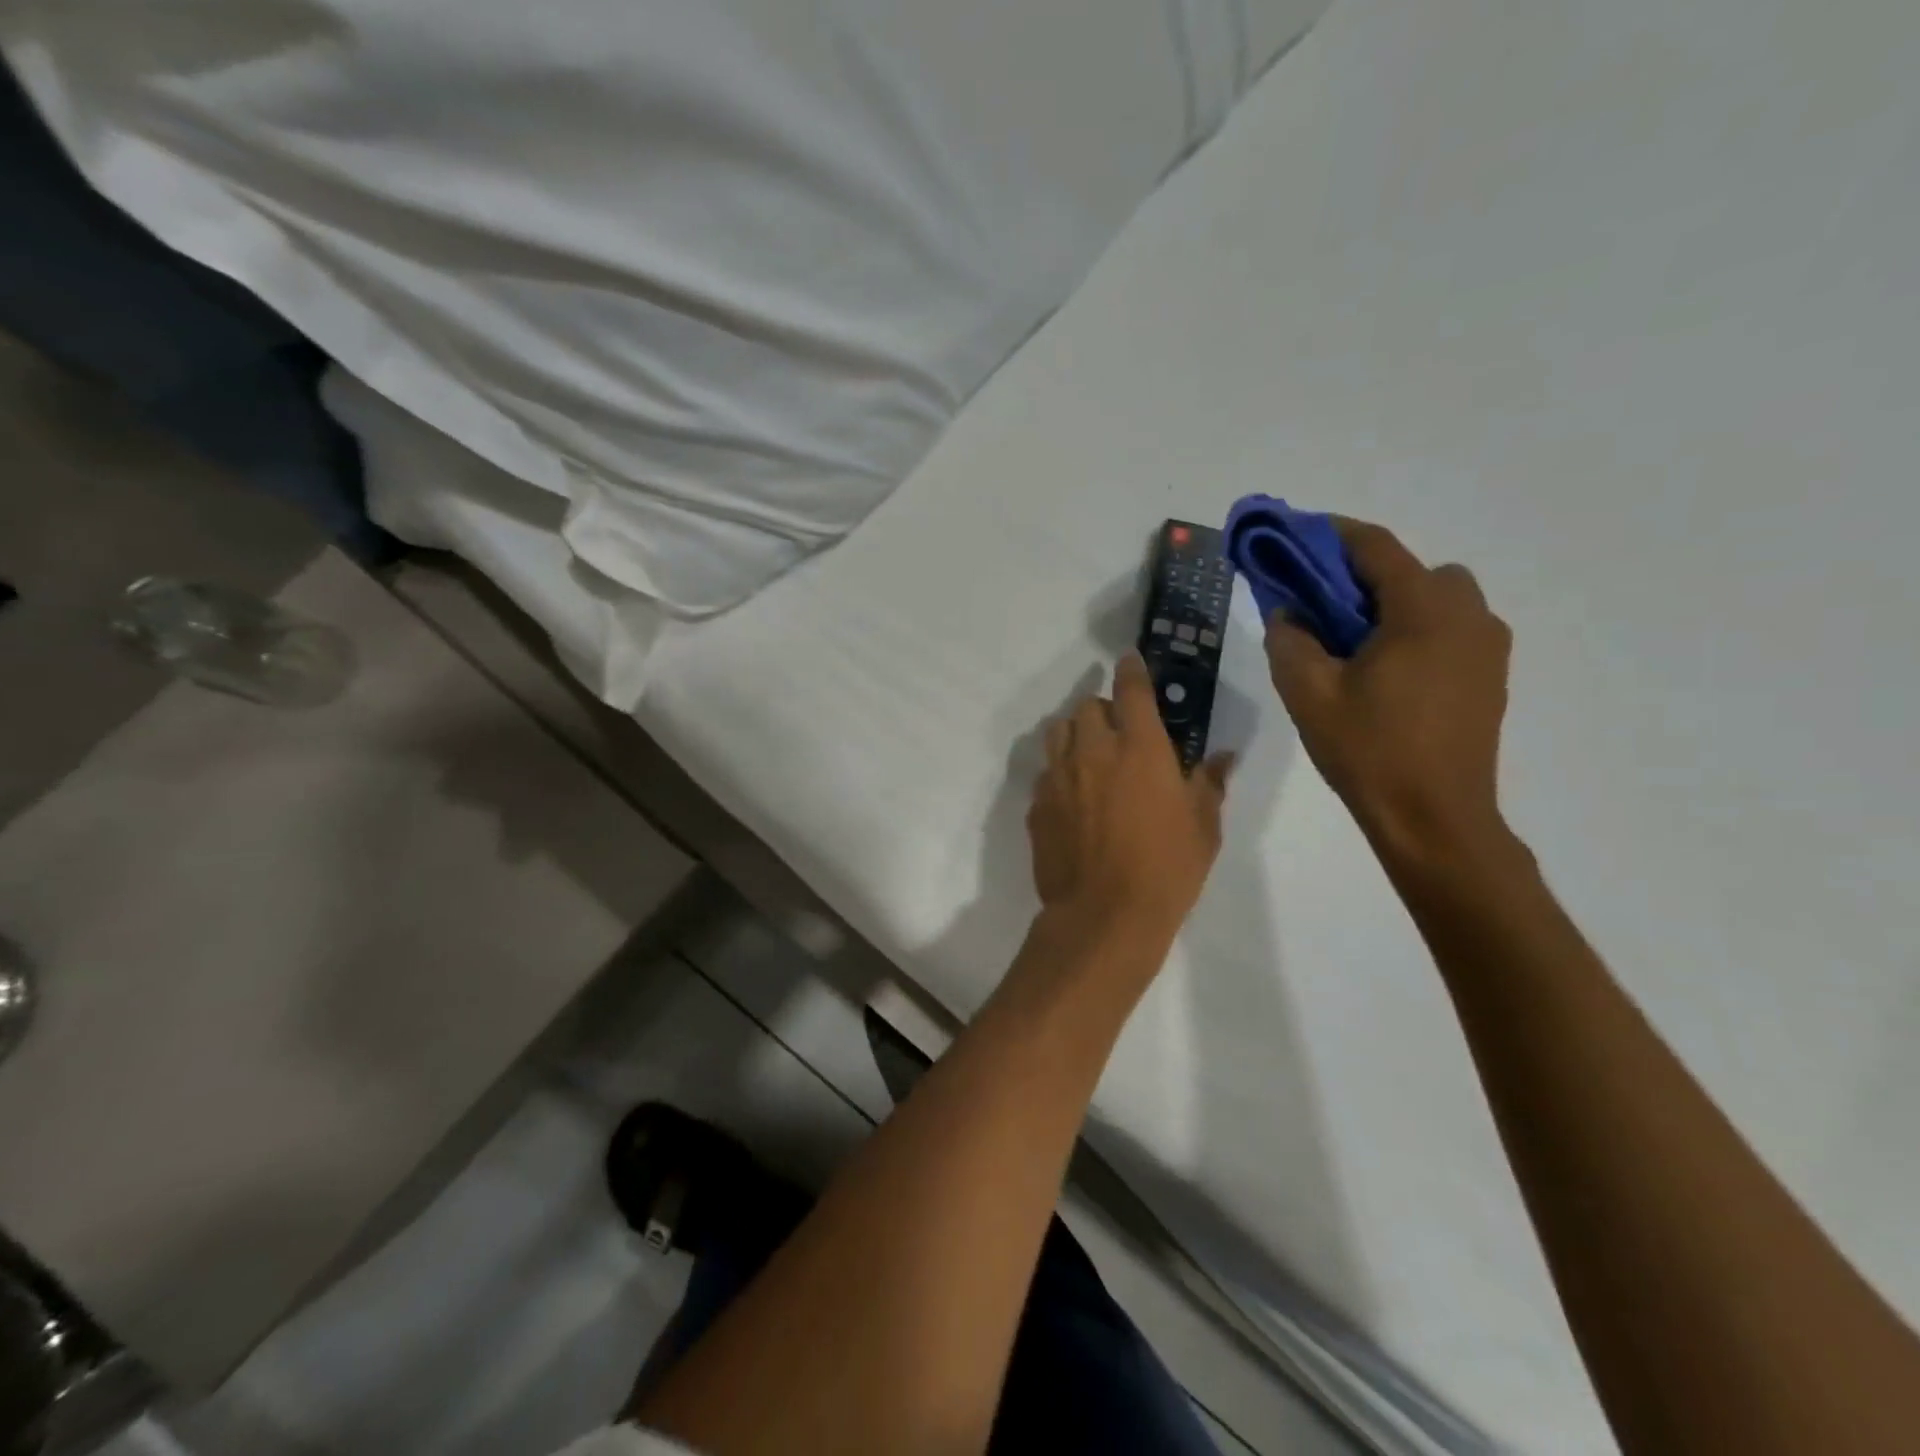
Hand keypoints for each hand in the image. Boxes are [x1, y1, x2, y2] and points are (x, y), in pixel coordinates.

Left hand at [1028, 654, 1233, 938]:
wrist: (1103, 915)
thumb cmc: (1166, 870)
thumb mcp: (1203, 827)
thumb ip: (1209, 783)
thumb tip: (1222, 757)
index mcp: (1139, 748)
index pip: (1131, 689)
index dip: (1131, 669)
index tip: (1129, 662)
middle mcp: (1093, 751)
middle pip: (1087, 706)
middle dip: (1103, 709)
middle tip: (1118, 731)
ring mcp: (1058, 777)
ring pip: (1058, 732)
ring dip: (1075, 732)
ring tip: (1090, 754)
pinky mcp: (1037, 804)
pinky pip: (1046, 772)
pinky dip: (1060, 772)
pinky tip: (1073, 796)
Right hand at [1266, 517, 1512, 858]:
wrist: (1434, 818)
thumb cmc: (1368, 750)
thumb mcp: (1308, 693)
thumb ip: (1290, 640)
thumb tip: (1288, 611)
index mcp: (1424, 610)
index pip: (1374, 547)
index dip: (1329, 535)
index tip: (1292, 536)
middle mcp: (1467, 615)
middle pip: (1411, 570)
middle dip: (1364, 576)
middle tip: (1320, 607)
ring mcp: (1487, 646)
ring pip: (1436, 599)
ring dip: (1394, 605)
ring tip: (1352, 645)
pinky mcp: (1491, 676)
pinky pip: (1450, 630)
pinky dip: (1416, 631)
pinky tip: (1384, 673)